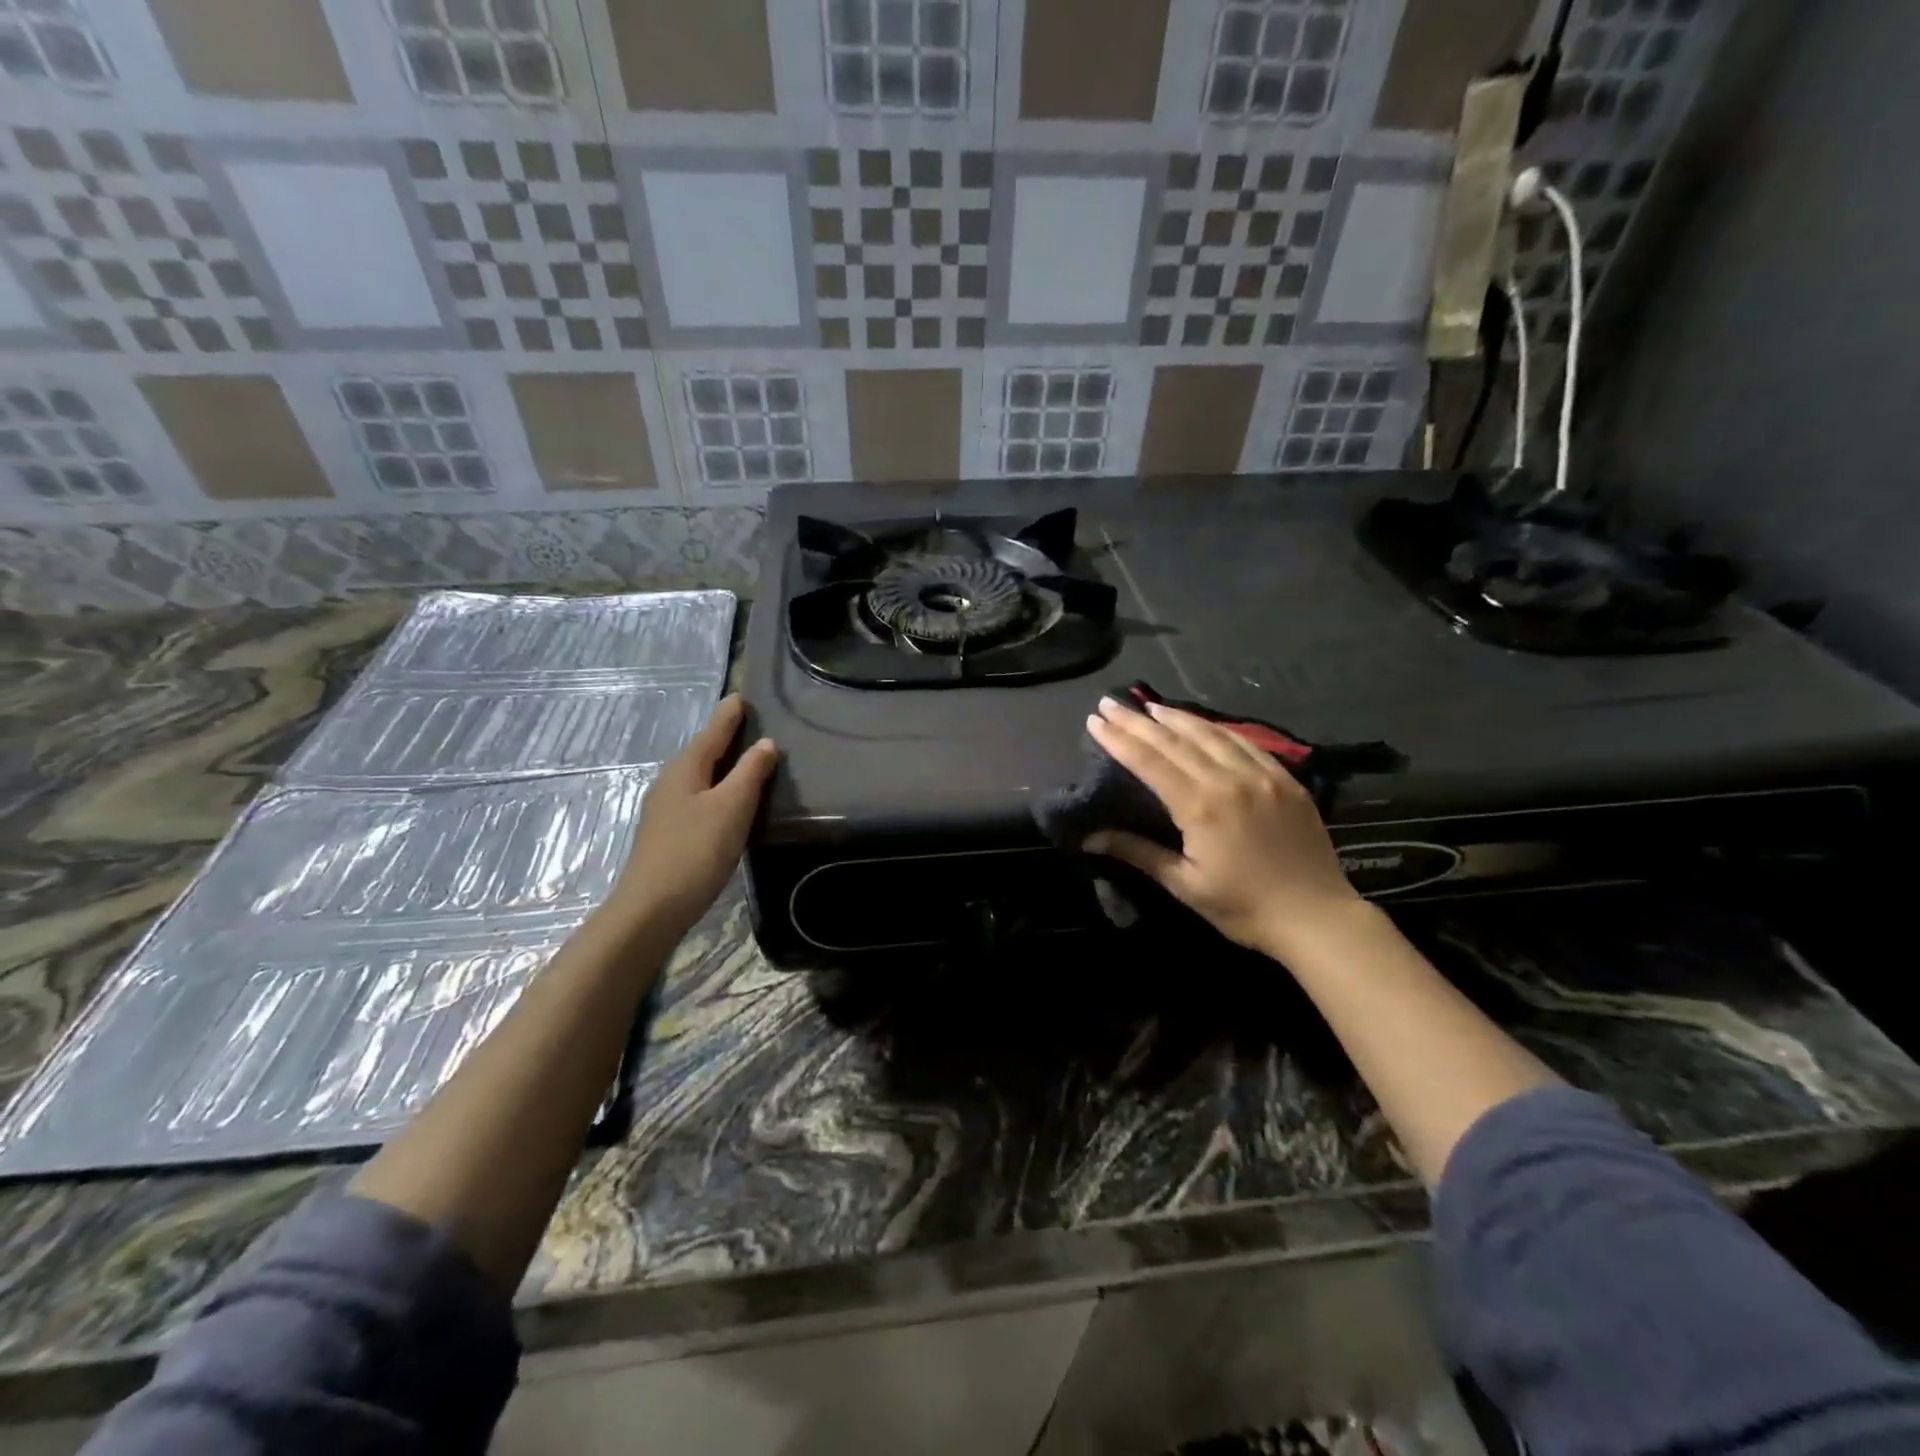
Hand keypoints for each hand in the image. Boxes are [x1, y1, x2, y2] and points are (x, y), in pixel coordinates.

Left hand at [600, 695, 778, 942]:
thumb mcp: (732, 807)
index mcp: (686, 768)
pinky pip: (697, 795)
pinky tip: (728, 799)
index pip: (712, 731)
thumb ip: (750, 773)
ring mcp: (666, 807)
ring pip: (699, 774)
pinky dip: (716, 787)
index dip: (729, 714)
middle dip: (725, 736)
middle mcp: (671, 780)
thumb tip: (767, 743)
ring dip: (722, 763)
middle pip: (703, 750)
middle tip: (751, 723)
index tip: (742, 696)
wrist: (652, 907)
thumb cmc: (696, 851)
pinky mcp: (669, 831)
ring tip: (746, 758)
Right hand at [1082, 697, 1362, 961]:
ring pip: (1211, 734)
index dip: (1119, 739)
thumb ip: (1137, 852)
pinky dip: (1217, 729)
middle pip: (1175, 740)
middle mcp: (1229, 779)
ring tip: (1151, 707)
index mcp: (1201, 806)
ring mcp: (1262, 775)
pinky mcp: (1285, 779)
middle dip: (1138, 720)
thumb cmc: (1243, 907)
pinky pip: (1245, 742)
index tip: (1094, 720)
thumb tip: (1089, 837)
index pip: (1149, 761)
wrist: (1317, 917)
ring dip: (1177, 717)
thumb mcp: (1184, 884)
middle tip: (1111, 703)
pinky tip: (1203, 724)